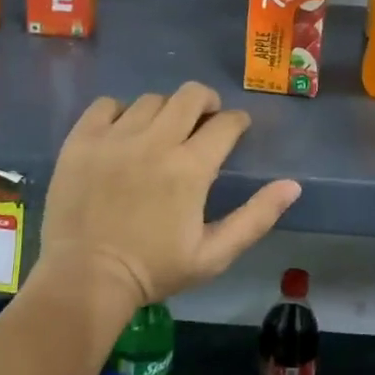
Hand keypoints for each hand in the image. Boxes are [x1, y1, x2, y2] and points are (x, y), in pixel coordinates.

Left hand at [39, 82, 300, 309]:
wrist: (84, 280)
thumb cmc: (154, 270)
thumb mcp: (214, 254)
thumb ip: (256, 217)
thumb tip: (292, 185)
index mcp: (191, 168)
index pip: (226, 123)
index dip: (237, 122)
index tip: (236, 129)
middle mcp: (155, 142)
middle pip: (190, 95)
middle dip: (206, 102)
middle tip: (204, 120)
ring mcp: (114, 137)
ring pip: (151, 99)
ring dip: (165, 110)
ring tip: (162, 131)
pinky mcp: (81, 140)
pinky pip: (106, 105)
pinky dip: (120, 112)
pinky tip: (123, 133)